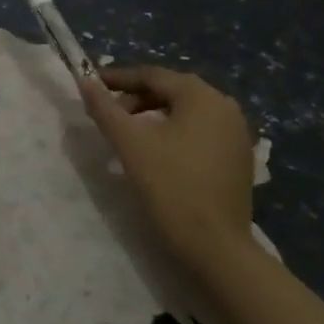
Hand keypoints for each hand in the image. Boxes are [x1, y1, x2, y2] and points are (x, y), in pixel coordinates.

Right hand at [80, 65, 257, 282]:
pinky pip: (199, 131)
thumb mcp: (131, 144)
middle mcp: (225, 106)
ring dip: (153, 116)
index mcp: (202, 96)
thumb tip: (84, 81)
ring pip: (185, 112)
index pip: (152, 75)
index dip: (118, 79)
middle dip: (135, 99)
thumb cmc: (172, 188)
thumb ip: (105, 109)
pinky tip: (156, 152)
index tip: (90, 86)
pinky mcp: (238, 158)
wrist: (217, 248)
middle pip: (171, 91)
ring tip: (127, 134)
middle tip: (108, 115)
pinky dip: (174, 133)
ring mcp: (236, 133)